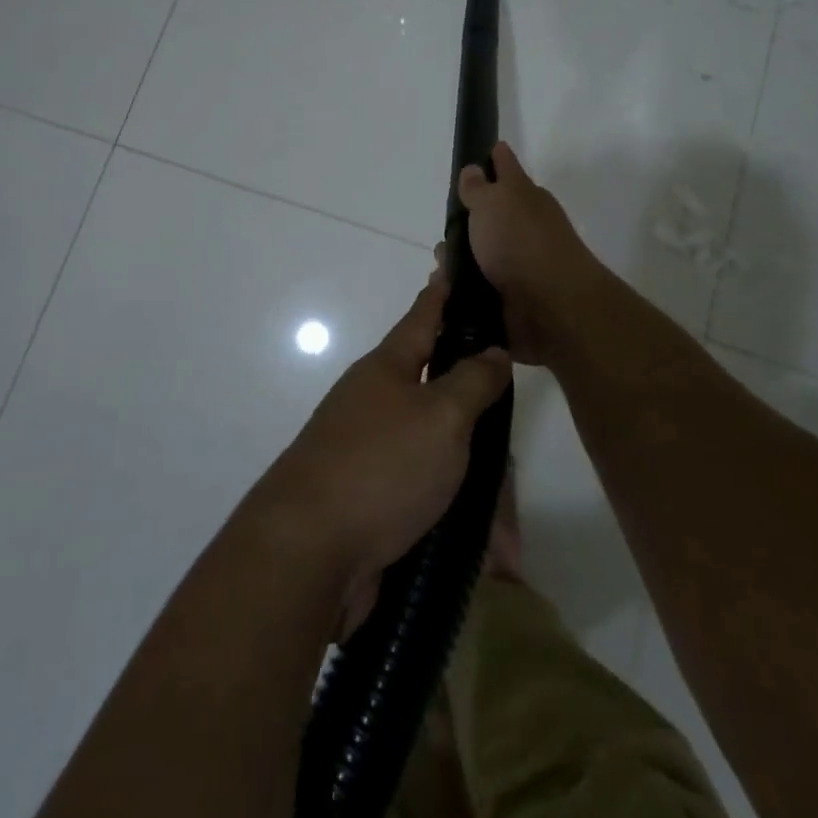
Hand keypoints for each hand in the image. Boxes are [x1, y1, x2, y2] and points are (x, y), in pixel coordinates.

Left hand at [250, 269, 511, 634]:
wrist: (308, 553)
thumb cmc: (381, 466)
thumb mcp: (441, 416)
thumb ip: (473, 380)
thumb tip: (492, 350)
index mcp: (388, 369)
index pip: (423, 316)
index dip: (442, 291)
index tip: (450, 263)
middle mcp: (377, 404)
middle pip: (441, 394)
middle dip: (478, 421)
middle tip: (510, 438)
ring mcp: (372, 454)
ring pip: (440, 455)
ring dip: (474, 488)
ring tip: (505, 528)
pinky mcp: (373, 501)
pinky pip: (428, 499)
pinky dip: (456, 519)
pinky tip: (485, 550)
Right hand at [456, 141, 601, 364]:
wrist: (550, 306)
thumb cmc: (520, 242)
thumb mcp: (493, 203)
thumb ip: (478, 187)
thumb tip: (474, 169)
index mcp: (524, 197)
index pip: (506, 167)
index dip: (496, 157)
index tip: (486, 150)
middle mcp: (524, 227)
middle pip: (490, 216)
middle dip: (464, 222)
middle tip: (445, 232)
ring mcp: (520, 263)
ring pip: (480, 254)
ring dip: (458, 261)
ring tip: (440, 270)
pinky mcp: (511, 297)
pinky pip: (477, 287)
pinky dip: (461, 289)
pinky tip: (446, 292)